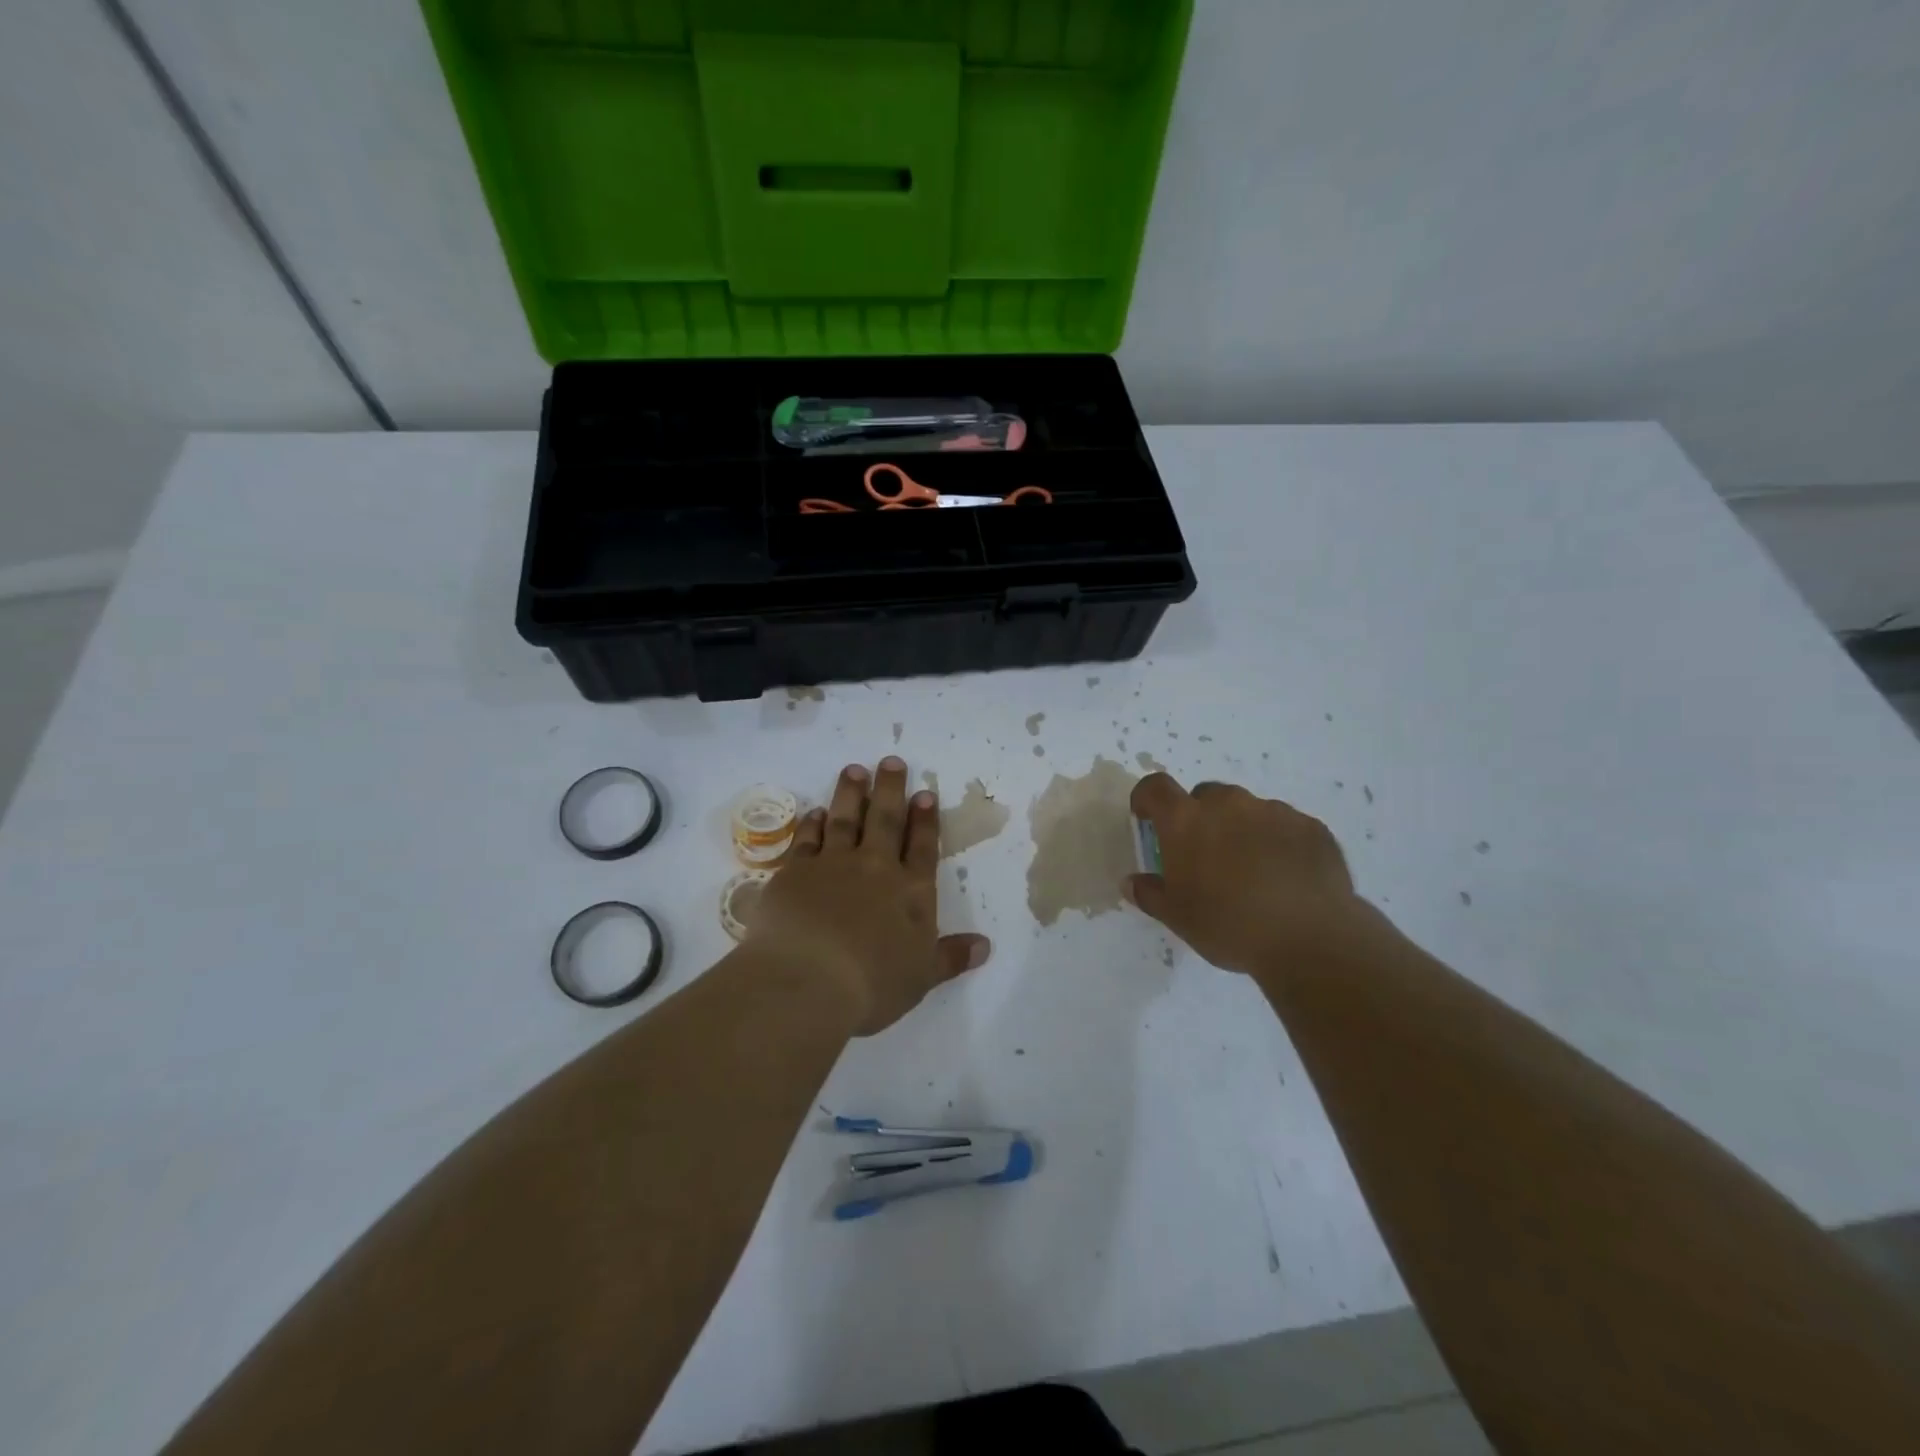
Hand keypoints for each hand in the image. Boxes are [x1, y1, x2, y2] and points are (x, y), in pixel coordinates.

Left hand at [752, 757, 991, 1035]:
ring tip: (854, 770)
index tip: (924, 794)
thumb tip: (985, 947)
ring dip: (851, 793)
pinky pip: (807, 839)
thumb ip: (951, 957)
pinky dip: (811, 824)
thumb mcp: (922, 977)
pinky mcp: (796, 871)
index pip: (922, 847)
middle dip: (890, 789)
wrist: (807, 980)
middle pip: (885, 819)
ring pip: (845, 819)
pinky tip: (814, 812)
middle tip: (891, 761)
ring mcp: (833, 865)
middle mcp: (875, 868)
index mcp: (911, 891)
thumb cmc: (873, 984)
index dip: (925, 820)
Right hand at [1125, 773, 1372, 974]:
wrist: (1311, 939)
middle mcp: (1228, 804)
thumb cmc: (1229, 925)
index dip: (1147, 799)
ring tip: (1251, 871)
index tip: (1148, 819)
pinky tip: (1285, 877)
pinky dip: (1277, 842)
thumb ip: (1150, 894)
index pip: (1155, 787)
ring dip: (1240, 829)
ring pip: (1247, 810)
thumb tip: (1132, 882)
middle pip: (1205, 796)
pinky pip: (1284, 825)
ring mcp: (1273, 811)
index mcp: (1186, 820)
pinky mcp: (1310, 826)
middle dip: (1200, 818)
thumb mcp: (1178, 918)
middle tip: (1205, 857)